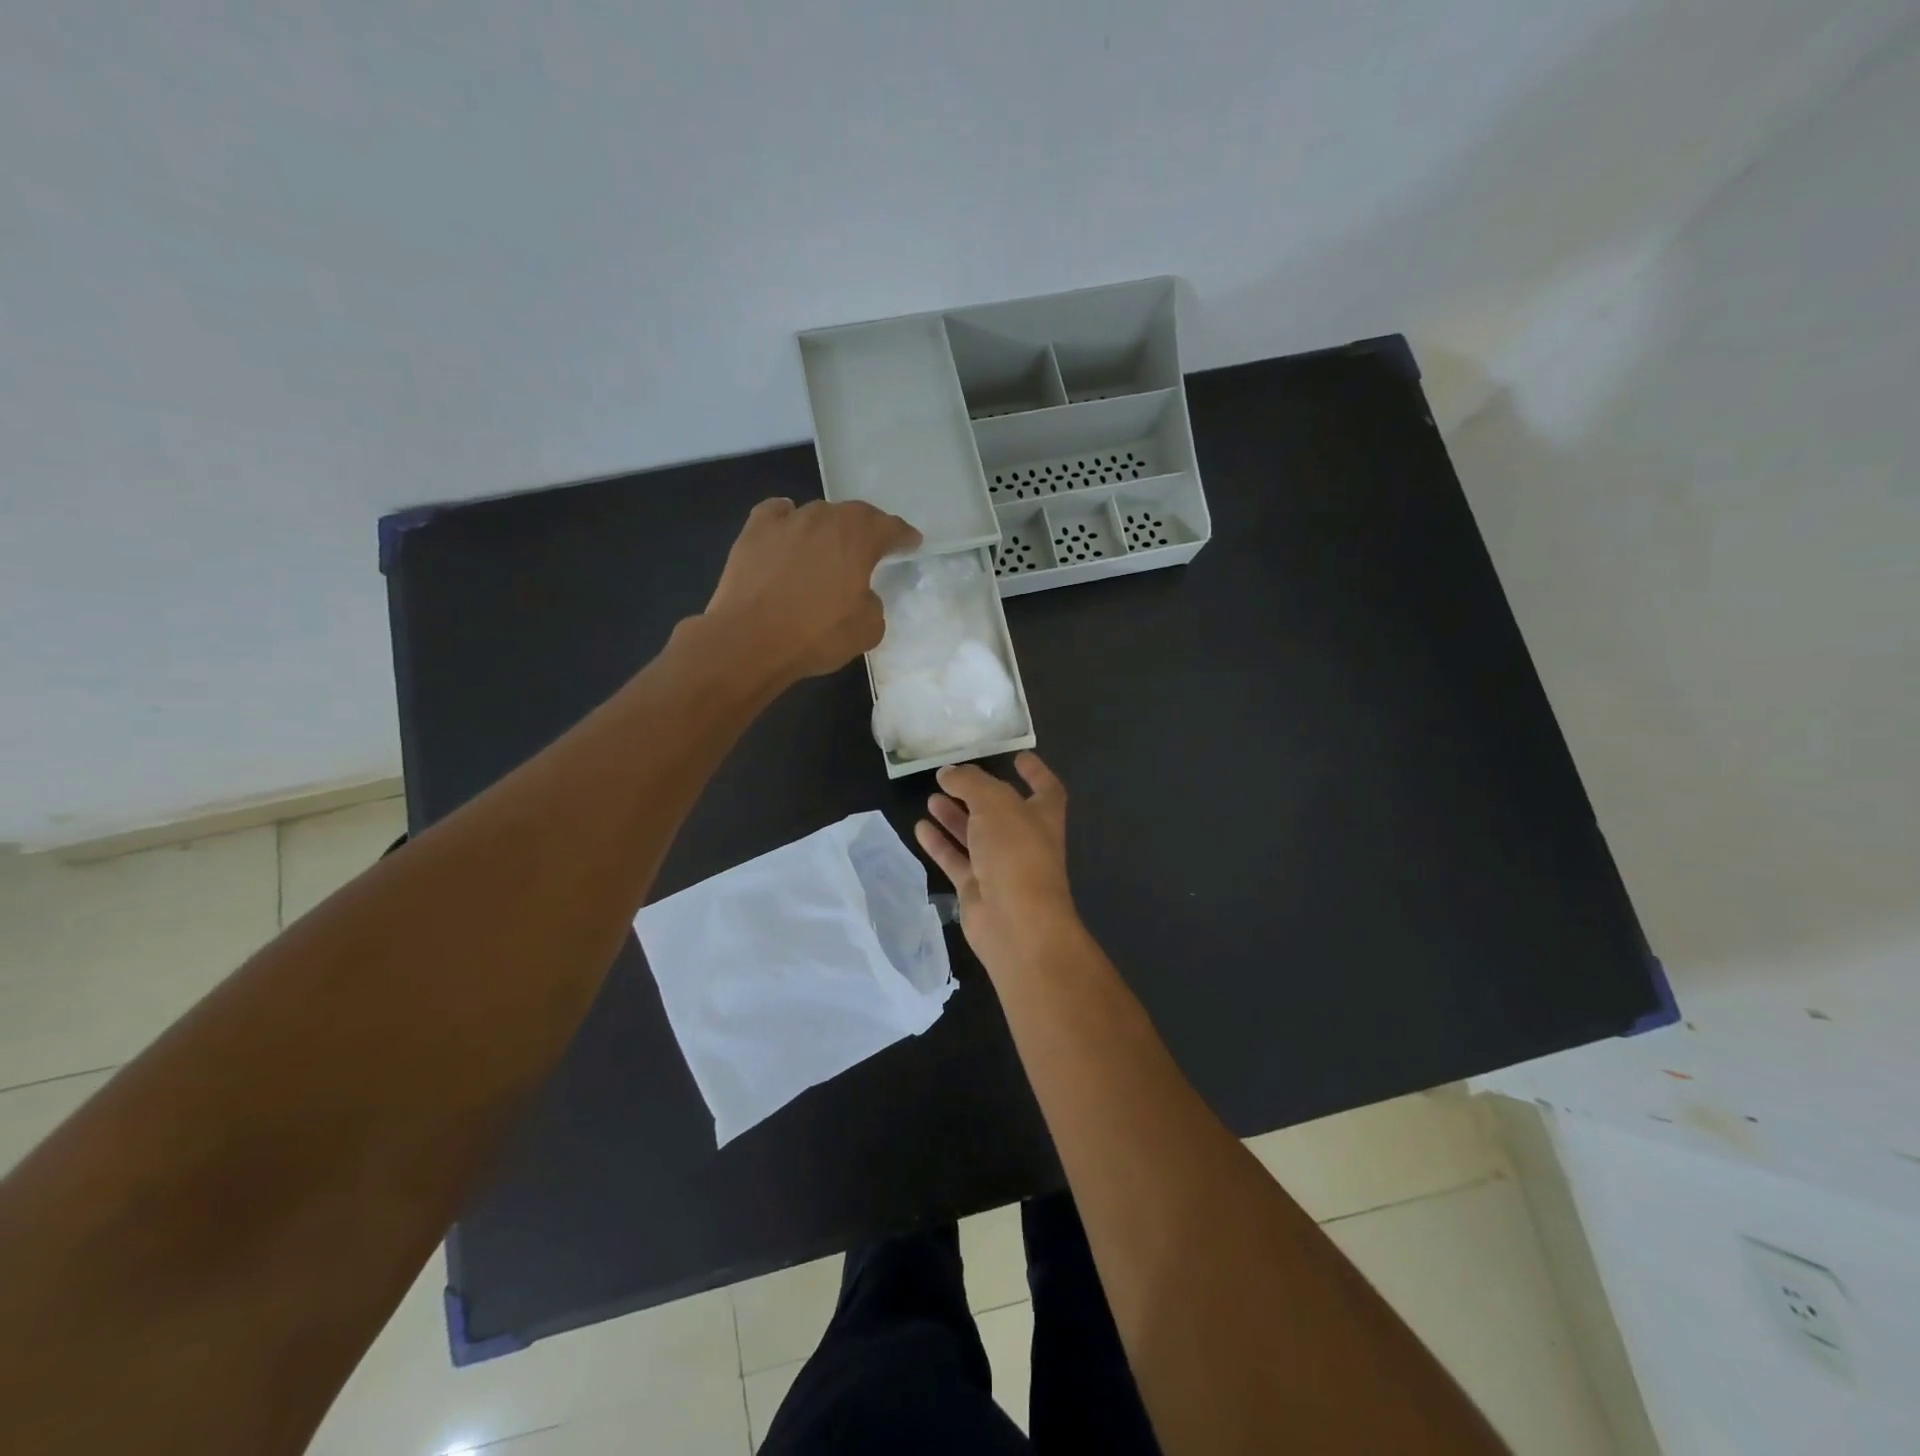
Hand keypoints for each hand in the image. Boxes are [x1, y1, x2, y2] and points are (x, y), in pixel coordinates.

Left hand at [703, 498, 920, 683]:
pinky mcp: (754, 531)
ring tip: (830, 546)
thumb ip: (873, 604)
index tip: (911, 542)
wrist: (751, 640)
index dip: (903, 535)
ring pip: (817, 514)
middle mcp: (824, 519)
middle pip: (854, 514)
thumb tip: (861, 594)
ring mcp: (787, 521)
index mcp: (858, 538)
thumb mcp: (868, 630)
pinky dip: (789, 518)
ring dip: (829, 527)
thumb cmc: (816, 636)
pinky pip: (778, 514)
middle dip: (868, 527)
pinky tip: (789, 531)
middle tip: (873, 545)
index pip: (890, 527)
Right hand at [915, 753, 1080, 977]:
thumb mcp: (994, 803)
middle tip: (951, 778)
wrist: (1015, 923)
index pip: (1045, 788)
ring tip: (931, 798)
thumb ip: (970, 783)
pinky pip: (956, 861)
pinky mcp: (977, 889)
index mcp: (1042, 816)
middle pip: (1001, 811)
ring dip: (955, 817)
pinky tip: (920, 828)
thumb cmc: (1015, 853)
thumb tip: (948, 772)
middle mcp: (1024, 840)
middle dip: (978, 794)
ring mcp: (1000, 867)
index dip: (1034, 772)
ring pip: (975, 836)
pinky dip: (939, 844)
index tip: (1017, 756)